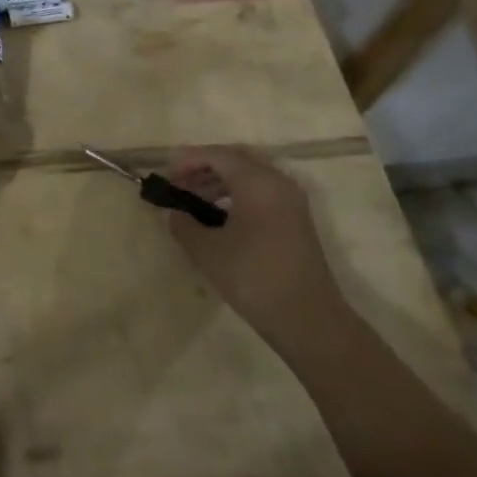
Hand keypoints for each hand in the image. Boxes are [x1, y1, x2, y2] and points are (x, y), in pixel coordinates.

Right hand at [165, 146, 346, 349]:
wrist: (309, 321)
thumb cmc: (254, 278)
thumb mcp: (207, 251)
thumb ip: (184, 224)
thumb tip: (175, 212)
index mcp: (257, 182)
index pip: (217, 155)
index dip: (187, 160)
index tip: (166, 176)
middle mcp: (278, 182)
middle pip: (236, 158)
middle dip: (205, 166)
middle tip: (180, 183)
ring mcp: (291, 201)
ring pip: (250, 175)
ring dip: (220, 181)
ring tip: (195, 201)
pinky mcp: (297, 220)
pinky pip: (262, 191)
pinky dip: (237, 194)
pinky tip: (220, 217)